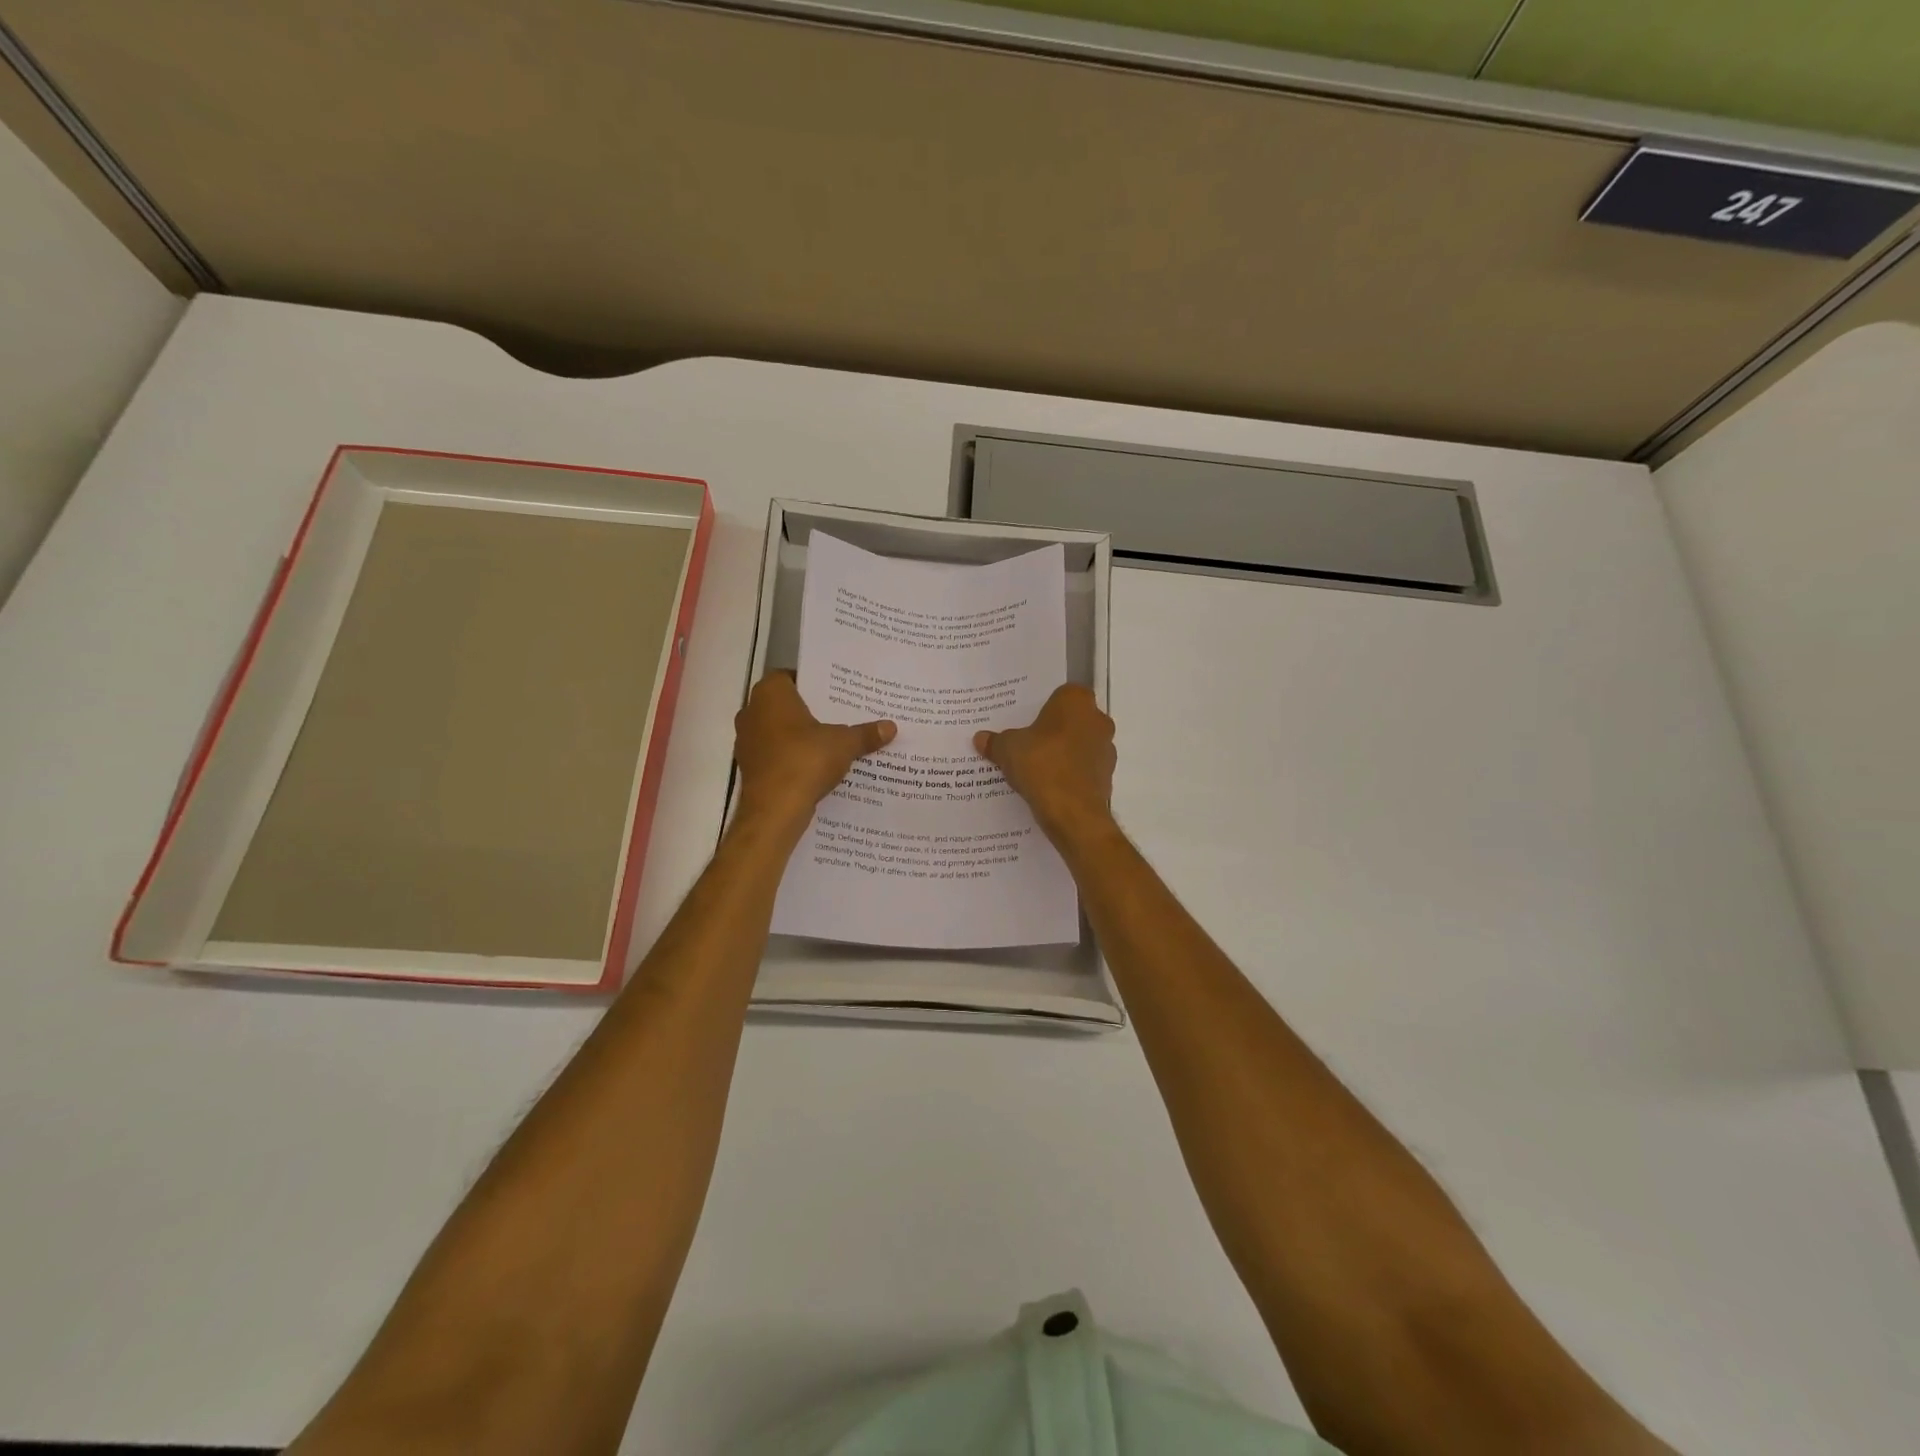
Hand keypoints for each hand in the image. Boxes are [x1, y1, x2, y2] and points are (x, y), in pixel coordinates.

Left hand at [733, 671, 894, 832]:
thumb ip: (866, 733)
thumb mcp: (844, 744)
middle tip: (840, 715)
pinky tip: (816, 766)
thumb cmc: (805, 761)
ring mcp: (747, 741)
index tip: (835, 693)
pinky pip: (775, 754)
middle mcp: (752, 711)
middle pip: (785, 704)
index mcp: (770, 694)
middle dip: (810, 711)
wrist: (774, 810)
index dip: (813, 683)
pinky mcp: (750, 767)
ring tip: (832, 741)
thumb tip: (891, 727)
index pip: (790, 676)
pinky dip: (792, 757)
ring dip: (800, 736)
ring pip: (778, 731)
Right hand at [975, 684, 1116, 844]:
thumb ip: (995, 741)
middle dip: (1053, 730)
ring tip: (1035, 768)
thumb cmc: (1041, 765)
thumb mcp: (1007, 750)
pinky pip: (1083, 769)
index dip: (1043, 707)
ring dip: (1063, 753)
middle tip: (1027, 742)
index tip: (1026, 721)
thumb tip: (980, 738)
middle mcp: (1098, 719)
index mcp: (1076, 701)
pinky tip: (1049, 786)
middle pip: (1072, 720)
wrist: (1072, 812)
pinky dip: (1070, 774)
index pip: (1060, 694)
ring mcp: (1106, 749)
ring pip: (1080, 745)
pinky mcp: (1107, 776)